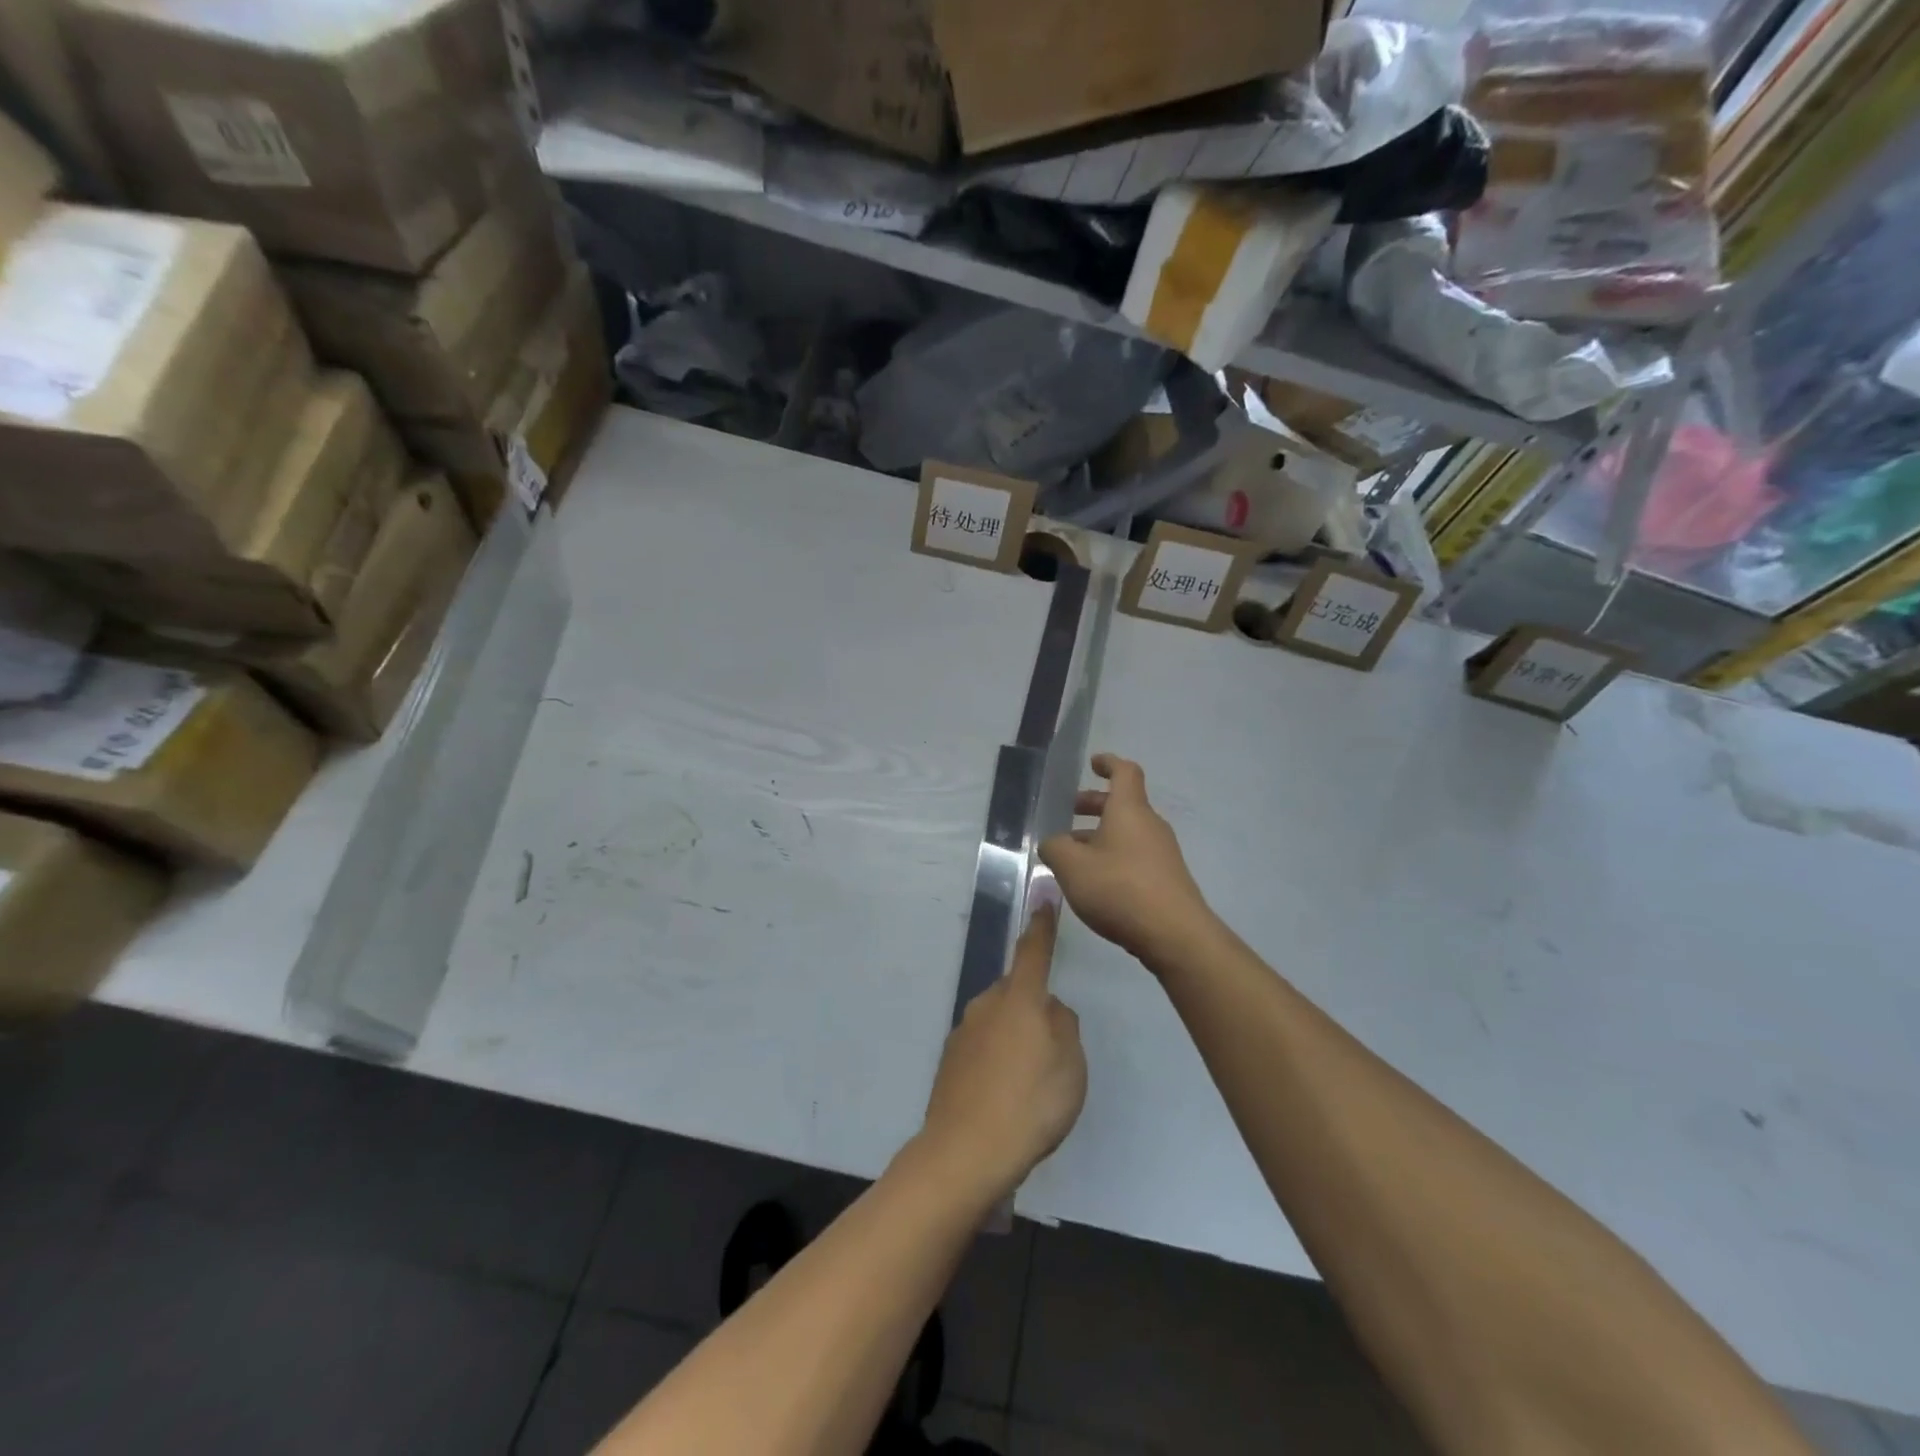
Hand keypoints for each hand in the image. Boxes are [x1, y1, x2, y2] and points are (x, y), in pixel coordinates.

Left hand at [919, 905, 1086, 1204]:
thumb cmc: (1030, 1104)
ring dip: (1014, 1038)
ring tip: (1030, 1085)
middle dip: (1033, 1007)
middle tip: (1052, 1051)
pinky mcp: (950, 1060)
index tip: (1044, 897)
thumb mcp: (1071, 1065)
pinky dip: (996, 1061)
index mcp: (1019, 998)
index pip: (1033, 951)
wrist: (966, 1152)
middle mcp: (986, 1004)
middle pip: (1016, 992)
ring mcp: (963, 1031)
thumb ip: (1064, 1027)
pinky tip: (1005, 1098)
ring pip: (999, 1021)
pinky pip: (983, 1048)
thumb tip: (1050, 1010)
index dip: (1042, 925)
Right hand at [1038, 753, 1210, 968]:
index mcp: (1129, 810)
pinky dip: (1113, 857)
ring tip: (1071, 856)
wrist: (1175, 935)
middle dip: (1093, 805)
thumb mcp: (1071, 866)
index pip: (1124, 772)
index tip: (1092, 764)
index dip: (1108, 763)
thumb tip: (1053, 843)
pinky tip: (1094, 882)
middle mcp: (1149, 825)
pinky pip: (1134, 856)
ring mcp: (1162, 853)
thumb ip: (1054, 848)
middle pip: (1122, 804)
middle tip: (1067, 814)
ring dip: (1099, 836)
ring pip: (1126, 833)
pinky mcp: (1166, 879)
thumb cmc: (1119, 888)